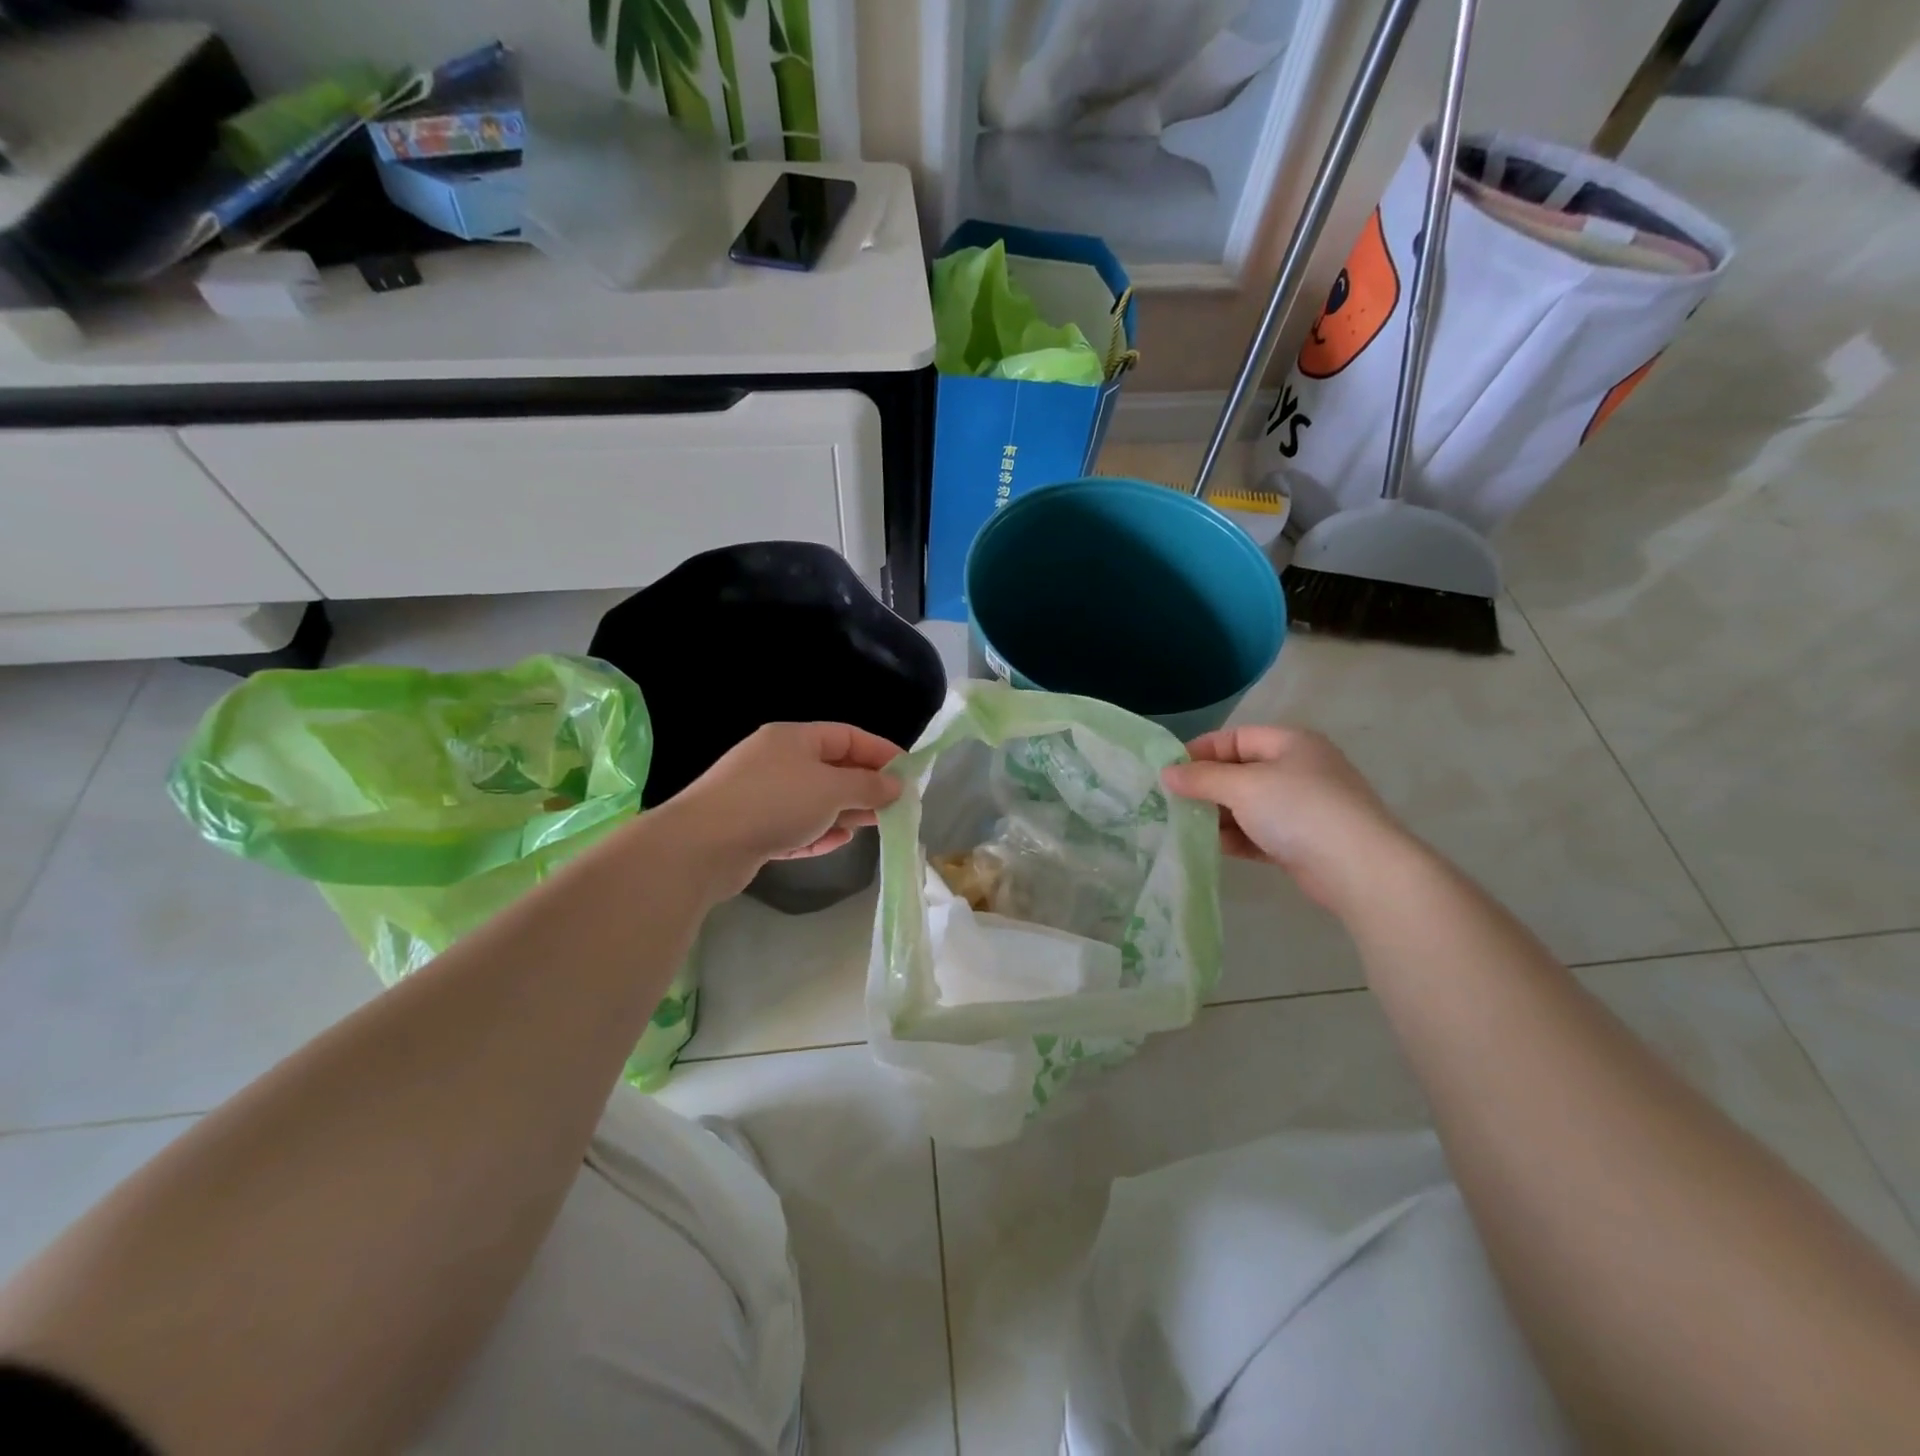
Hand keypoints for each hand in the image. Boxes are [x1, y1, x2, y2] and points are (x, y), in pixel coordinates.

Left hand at [657, 722, 903, 895]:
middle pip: (832, 768)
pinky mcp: (753, 828)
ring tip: (873, 826)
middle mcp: (777, 761)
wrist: (703, 846)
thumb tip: (896, 785)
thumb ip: (868, 785)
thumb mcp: (831, 789)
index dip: (881, 752)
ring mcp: (762, 795)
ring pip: (815, 800)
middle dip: (865, 786)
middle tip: (895, 806)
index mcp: (794, 738)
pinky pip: (796, 826)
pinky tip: (837, 842)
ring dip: (844, 812)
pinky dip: (818, 832)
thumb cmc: (774, 802)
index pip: (848, 736)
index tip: (909, 773)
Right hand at [1160, 725, 1409, 910]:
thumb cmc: (1299, 810)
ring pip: (1248, 805)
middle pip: (1240, 771)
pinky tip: (1210, 847)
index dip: (1200, 751)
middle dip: (1206, 787)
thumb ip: (1201, 778)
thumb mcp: (1243, 786)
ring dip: (1217, 815)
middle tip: (1170, 802)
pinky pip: (1259, 832)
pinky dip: (1236, 837)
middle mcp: (1298, 770)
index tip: (1168, 772)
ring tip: (1183, 826)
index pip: (1235, 737)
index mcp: (1290, 743)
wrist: (1359, 868)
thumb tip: (1166, 773)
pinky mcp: (1302, 842)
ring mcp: (1302, 807)